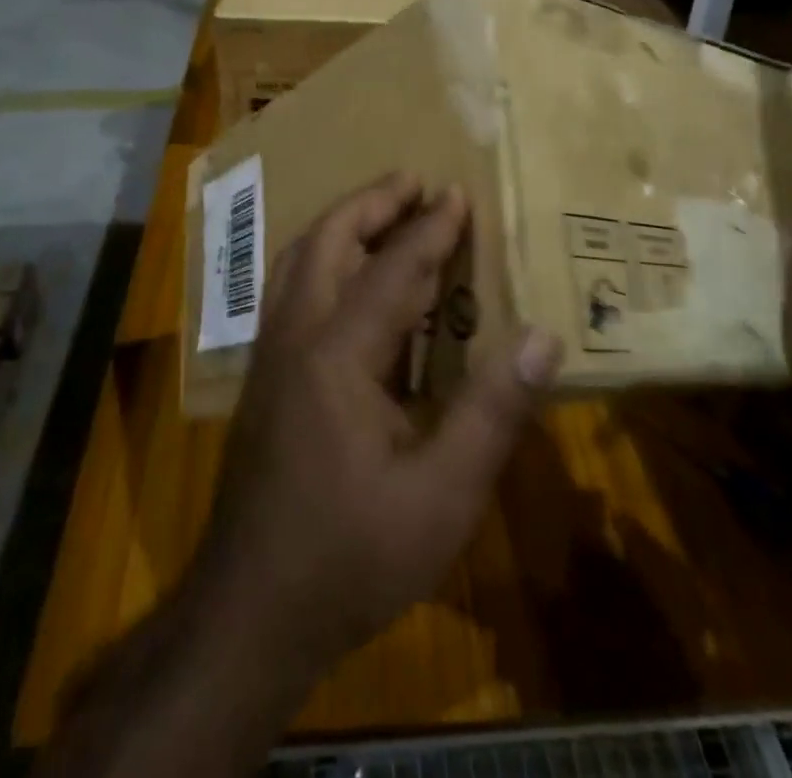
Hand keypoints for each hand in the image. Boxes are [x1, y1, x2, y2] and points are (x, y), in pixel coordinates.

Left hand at [190, 173, 563, 678]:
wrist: (250, 611)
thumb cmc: (351, 556)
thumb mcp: (442, 496)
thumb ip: (492, 411)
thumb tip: (541, 337)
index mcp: (337, 354)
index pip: (392, 268)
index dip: (430, 228)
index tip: (457, 192)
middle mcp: (295, 336)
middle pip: (327, 242)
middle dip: (370, 203)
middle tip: (412, 180)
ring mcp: (271, 355)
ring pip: (299, 261)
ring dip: (342, 226)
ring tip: (382, 212)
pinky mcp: (264, 378)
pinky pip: (293, 291)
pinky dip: (325, 261)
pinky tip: (350, 281)